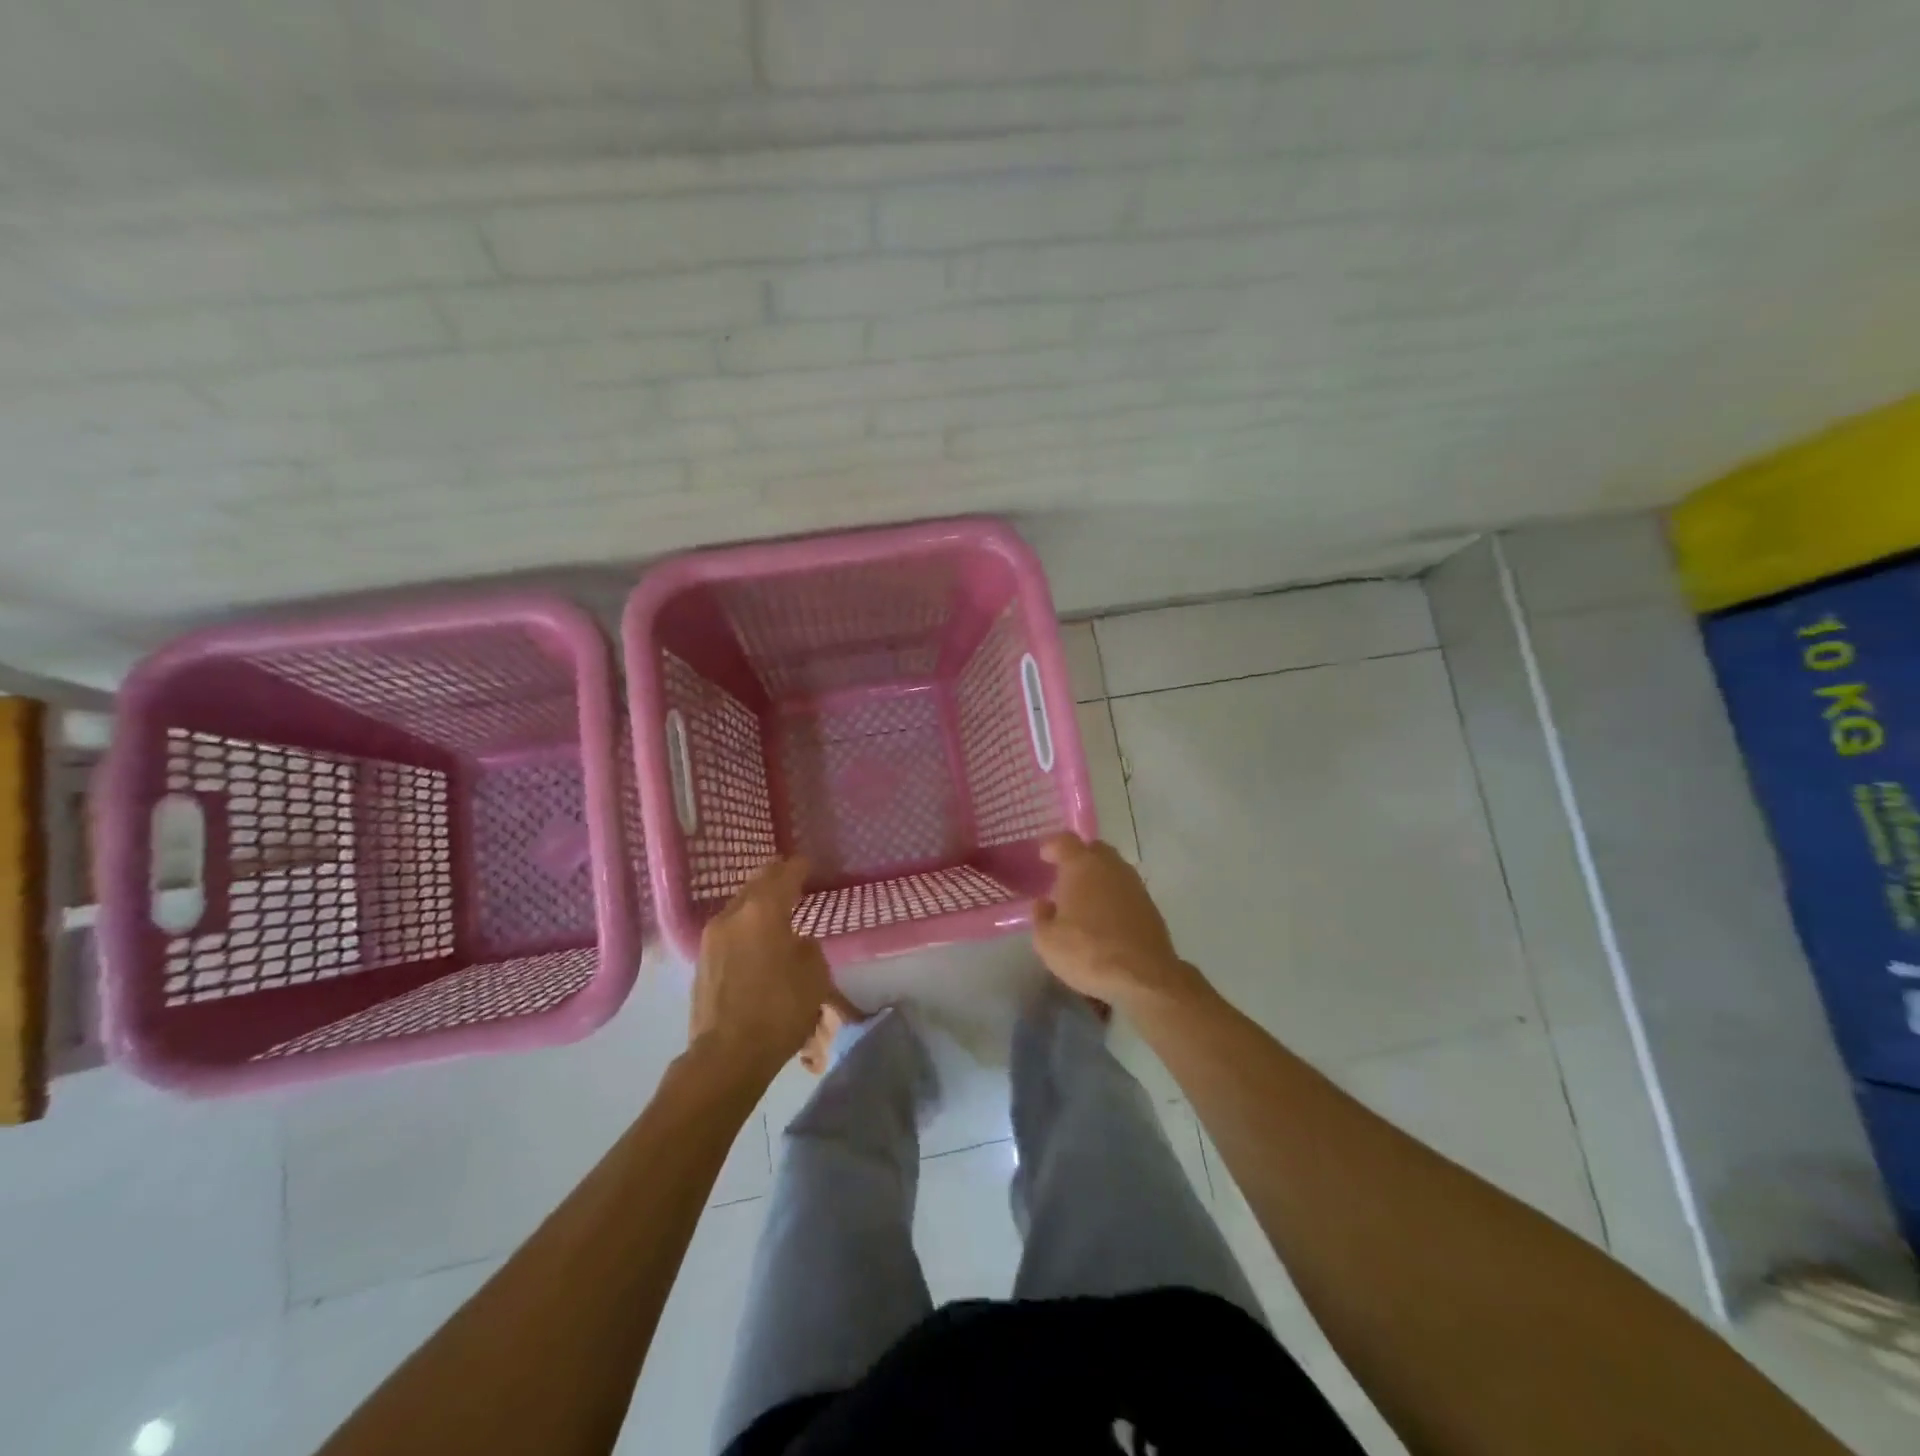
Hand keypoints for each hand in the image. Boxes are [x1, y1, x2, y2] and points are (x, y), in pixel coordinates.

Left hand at [689, 857, 831, 1079]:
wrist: (727, 1055)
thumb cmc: (779, 1010)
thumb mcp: (814, 975)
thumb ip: (807, 947)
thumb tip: (795, 941)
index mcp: (763, 910)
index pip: (784, 875)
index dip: (798, 867)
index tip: (808, 863)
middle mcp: (733, 915)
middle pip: (756, 883)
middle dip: (774, 876)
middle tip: (790, 873)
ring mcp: (711, 937)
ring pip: (739, 905)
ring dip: (757, 900)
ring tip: (774, 904)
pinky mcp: (702, 960)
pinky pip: (729, 927)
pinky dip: (745, 922)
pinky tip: (755, 934)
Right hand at [1032, 833, 1208, 1013]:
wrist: (1143, 976)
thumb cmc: (1087, 952)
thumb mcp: (1047, 941)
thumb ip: (1041, 917)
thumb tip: (1045, 904)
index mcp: (1081, 866)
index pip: (1065, 841)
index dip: (1052, 846)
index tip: (1043, 857)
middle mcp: (1110, 866)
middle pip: (1093, 849)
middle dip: (1078, 857)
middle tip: (1064, 876)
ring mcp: (1134, 884)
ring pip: (1112, 869)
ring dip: (1098, 877)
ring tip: (1084, 899)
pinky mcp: (1150, 905)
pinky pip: (1125, 889)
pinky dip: (1113, 895)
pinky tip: (1105, 917)